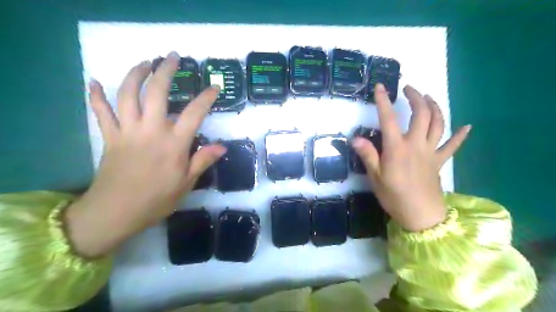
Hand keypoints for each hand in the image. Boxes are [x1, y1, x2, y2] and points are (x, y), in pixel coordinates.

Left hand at [66, 52, 225, 256]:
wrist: (116, 212)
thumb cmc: (157, 200)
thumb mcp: (187, 183)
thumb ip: (203, 161)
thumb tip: (222, 147)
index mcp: (173, 144)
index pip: (194, 113)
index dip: (206, 98)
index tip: (214, 87)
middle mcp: (151, 131)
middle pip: (157, 93)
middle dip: (165, 71)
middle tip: (171, 57)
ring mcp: (127, 131)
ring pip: (127, 95)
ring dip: (135, 75)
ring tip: (144, 63)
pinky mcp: (110, 137)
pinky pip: (100, 112)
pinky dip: (95, 96)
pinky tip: (95, 81)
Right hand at [351, 83, 467, 231]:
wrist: (421, 215)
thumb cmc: (394, 196)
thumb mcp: (375, 177)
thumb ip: (368, 155)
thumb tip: (355, 138)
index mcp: (397, 148)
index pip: (388, 119)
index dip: (383, 101)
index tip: (380, 87)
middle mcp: (416, 144)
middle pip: (421, 114)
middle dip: (416, 97)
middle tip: (409, 89)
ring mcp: (431, 152)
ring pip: (438, 123)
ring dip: (435, 107)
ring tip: (428, 98)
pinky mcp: (440, 161)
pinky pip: (452, 146)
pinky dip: (460, 136)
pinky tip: (466, 127)